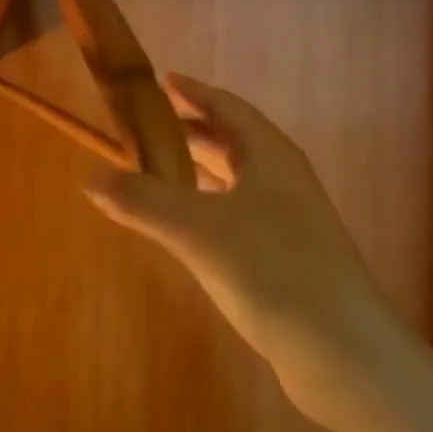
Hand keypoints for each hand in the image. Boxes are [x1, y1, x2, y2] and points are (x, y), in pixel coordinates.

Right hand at [84, 75, 395, 425]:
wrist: (343, 350)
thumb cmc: (273, 270)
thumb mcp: (197, 230)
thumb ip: (142, 201)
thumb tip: (89, 177)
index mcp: (271, 157)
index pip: (228, 108)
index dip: (195, 92)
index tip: (163, 81)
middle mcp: (284, 181)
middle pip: (234, 142)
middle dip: (192, 131)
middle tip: (148, 129)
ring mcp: (292, 221)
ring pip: (238, 180)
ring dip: (200, 170)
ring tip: (159, 172)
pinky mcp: (290, 258)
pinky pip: (240, 214)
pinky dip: (210, 207)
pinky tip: (189, 229)